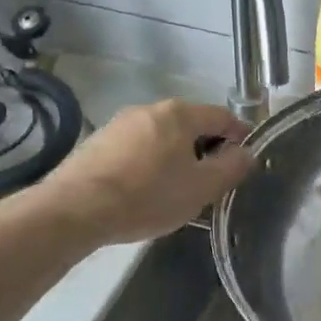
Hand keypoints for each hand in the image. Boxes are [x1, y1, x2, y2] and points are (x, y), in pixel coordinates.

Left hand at [26, 99, 252, 249]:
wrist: (73, 211)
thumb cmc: (148, 196)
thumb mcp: (202, 187)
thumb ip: (232, 167)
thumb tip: (247, 153)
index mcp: (180, 113)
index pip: (223, 116)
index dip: (240, 136)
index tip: (245, 160)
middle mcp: (149, 109)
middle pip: (191, 125)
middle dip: (207, 148)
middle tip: (212, 180)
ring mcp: (119, 124)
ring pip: (163, 137)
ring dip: (176, 157)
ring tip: (178, 189)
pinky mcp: (97, 143)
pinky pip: (137, 148)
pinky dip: (150, 163)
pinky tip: (145, 190)